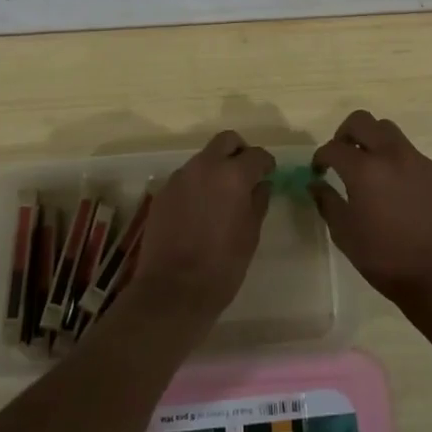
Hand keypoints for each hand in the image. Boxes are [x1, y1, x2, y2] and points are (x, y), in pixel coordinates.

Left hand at [132, 130, 273, 316]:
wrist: (172, 290)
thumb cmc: (222, 266)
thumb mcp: (251, 235)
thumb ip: (258, 202)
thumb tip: (261, 185)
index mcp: (233, 175)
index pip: (256, 154)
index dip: (266, 163)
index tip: (269, 173)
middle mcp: (205, 167)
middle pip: (226, 141)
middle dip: (239, 151)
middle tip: (245, 174)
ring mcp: (180, 177)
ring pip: (203, 158)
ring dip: (215, 168)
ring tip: (221, 196)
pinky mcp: (163, 192)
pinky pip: (185, 178)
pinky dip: (197, 185)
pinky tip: (199, 210)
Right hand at [311, 109, 431, 312]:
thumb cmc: (385, 259)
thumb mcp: (345, 234)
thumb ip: (327, 202)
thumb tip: (316, 184)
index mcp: (365, 169)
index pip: (334, 147)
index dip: (321, 156)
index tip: (319, 170)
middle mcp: (392, 155)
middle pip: (363, 121)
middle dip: (345, 133)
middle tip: (342, 155)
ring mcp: (419, 161)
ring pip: (389, 132)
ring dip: (373, 142)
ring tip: (370, 169)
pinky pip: (412, 154)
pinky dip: (397, 162)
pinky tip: (398, 190)